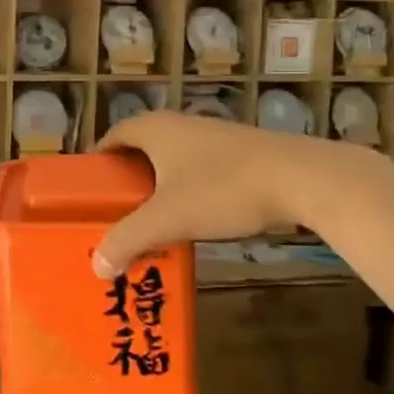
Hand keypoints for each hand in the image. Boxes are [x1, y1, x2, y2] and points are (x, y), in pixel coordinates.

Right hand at [91, 113, 367, 275]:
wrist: (304, 180)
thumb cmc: (223, 190)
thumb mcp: (167, 219)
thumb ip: (127, 240)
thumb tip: (97, 267)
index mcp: (155, 129)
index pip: (112, 136)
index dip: (98, 161)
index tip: (89, 191)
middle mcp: (180, 125)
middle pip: (141, 149)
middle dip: (127, 179)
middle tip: (116, 212)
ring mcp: (213, 137)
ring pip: (173, 161)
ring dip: (159, 188)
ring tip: (151, 221)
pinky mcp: (241, 153)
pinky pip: (199, 170)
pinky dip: (188, 191)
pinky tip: (194, 219)